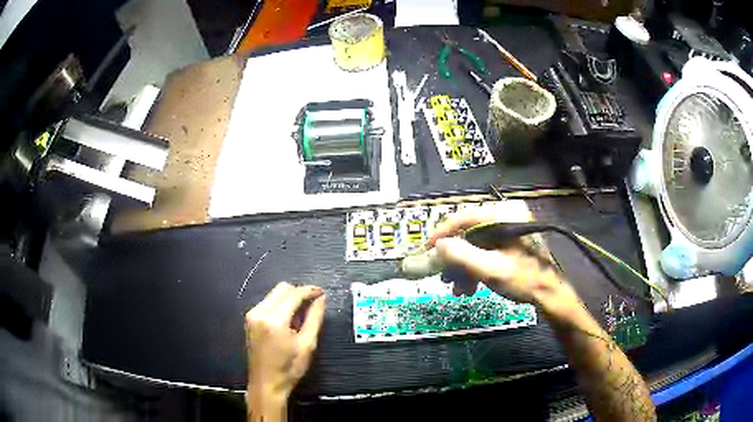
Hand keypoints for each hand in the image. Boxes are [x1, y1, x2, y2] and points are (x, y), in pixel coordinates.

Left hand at [245, 282, 325, 405]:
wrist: (266, 384)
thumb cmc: (289, 368)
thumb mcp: (307, 345)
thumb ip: (314, 318)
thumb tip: (321, 298)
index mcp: (274, 319)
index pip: (294, 294)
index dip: (310, 291)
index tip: (322, 293)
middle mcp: (260, 312)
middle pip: (282, 288)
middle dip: (299, 292)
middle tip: (313, 303)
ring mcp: (252, 315)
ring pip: (274, 294)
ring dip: (289, 298)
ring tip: (301, 314)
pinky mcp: (249, 319)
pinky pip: (267, 302)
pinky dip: (280, 305)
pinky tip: (288, 319)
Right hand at [427, 206, 571, 305]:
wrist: (551, 293)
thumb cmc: (524, 279)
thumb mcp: (490, 269)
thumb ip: (461, 255)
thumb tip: (438, 246)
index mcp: (504, 213)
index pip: (463, 217)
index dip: (441, 234)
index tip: (426, 250)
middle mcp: (506, 213)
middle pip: (469, 232)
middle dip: (455, 257)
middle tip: (443, 276)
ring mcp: (509, 226)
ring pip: (476, 243)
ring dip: (464, 266)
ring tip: (459, 288)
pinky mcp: (511, 239)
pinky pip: (486, 248)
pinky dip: (476, 266)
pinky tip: (471, 285)